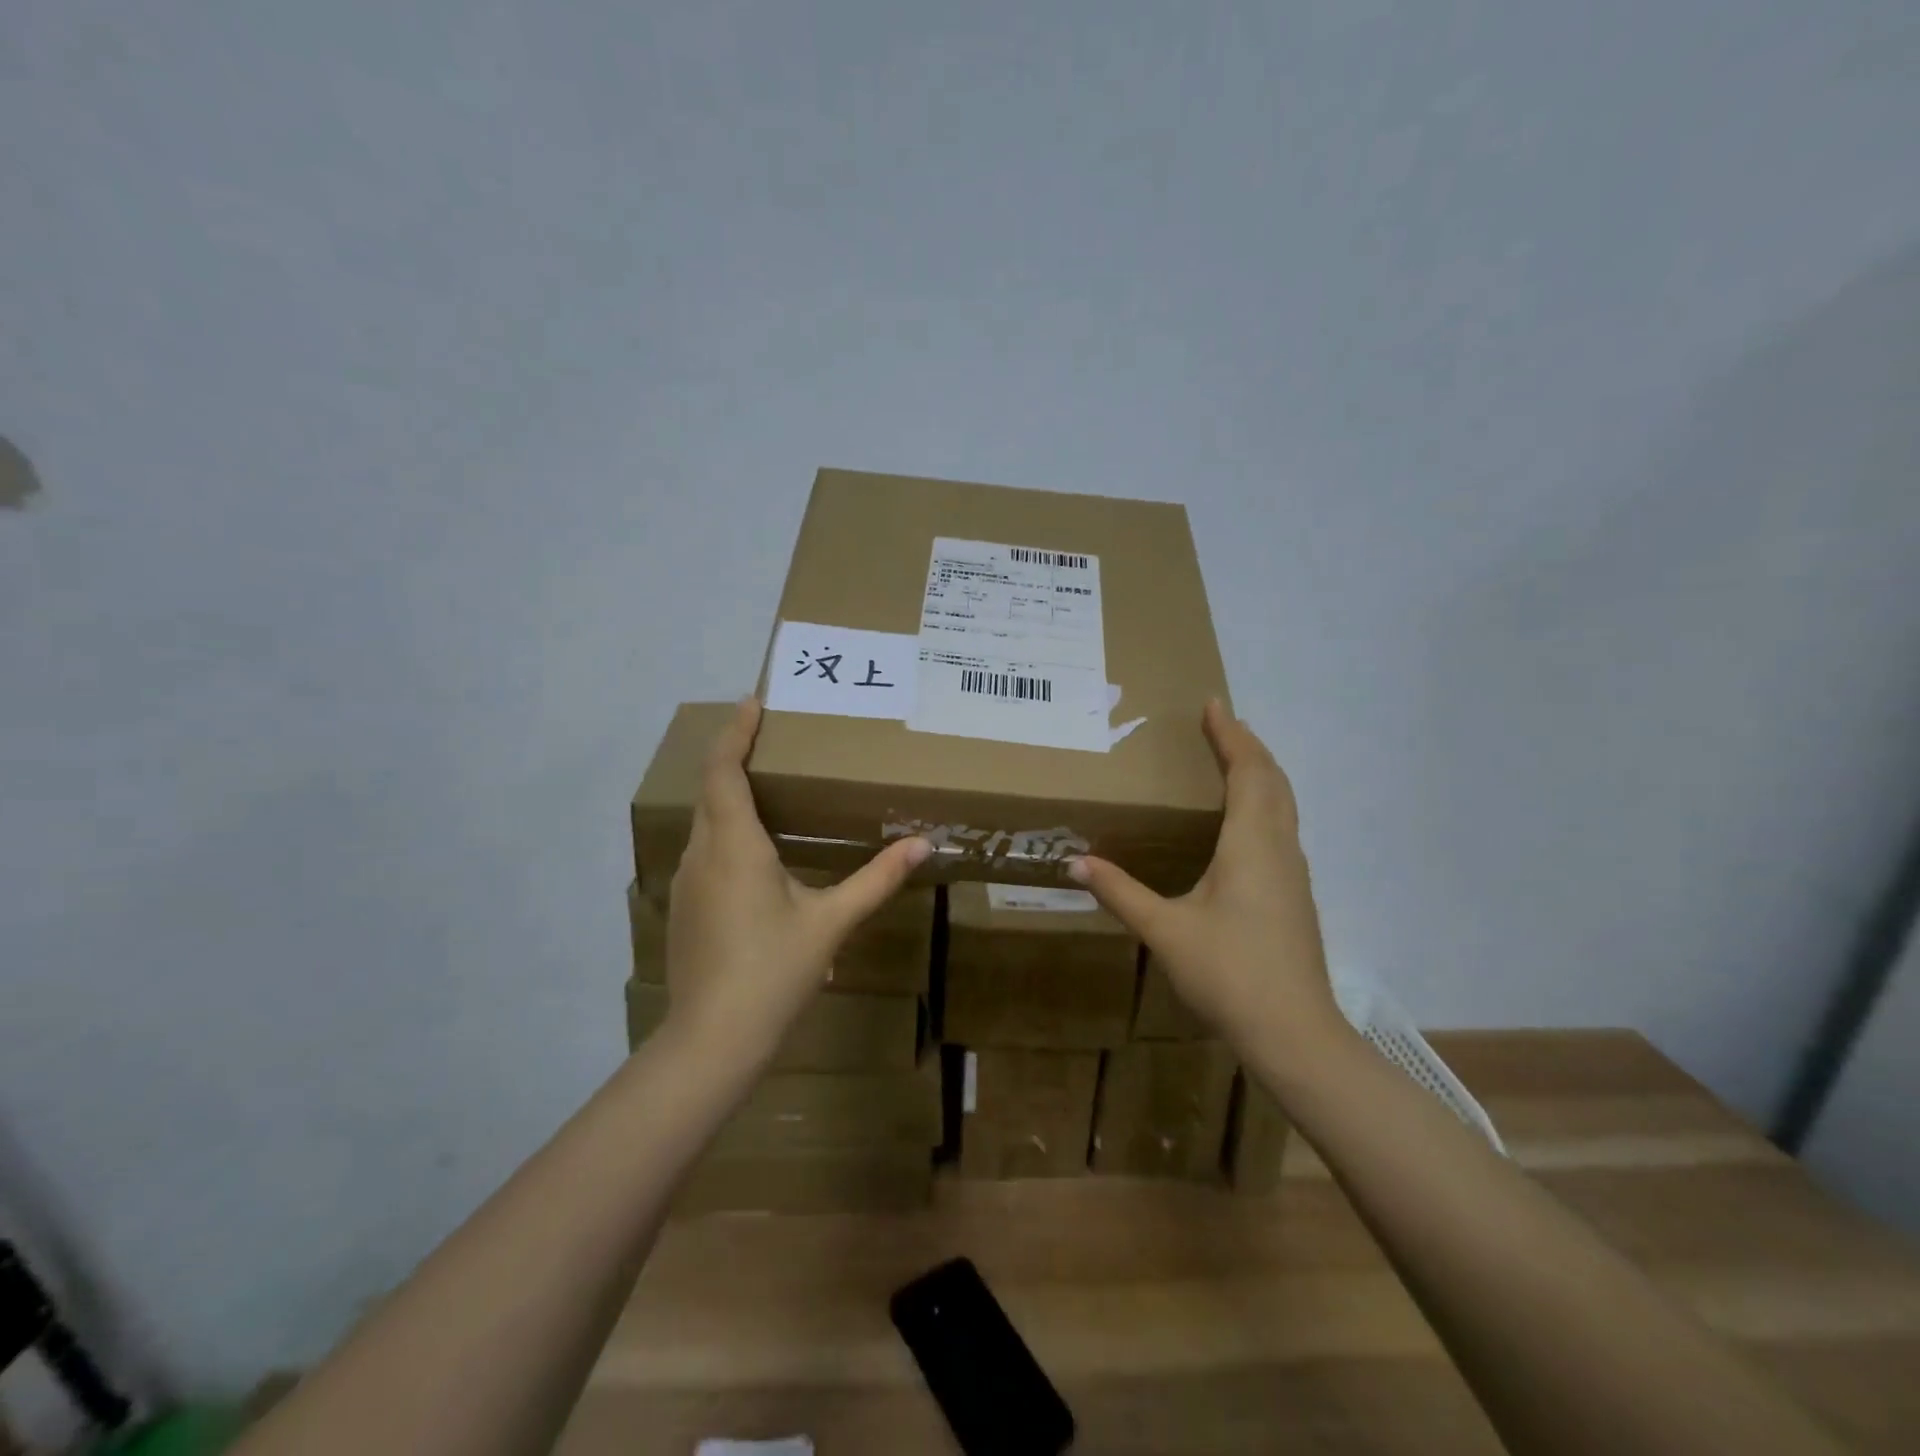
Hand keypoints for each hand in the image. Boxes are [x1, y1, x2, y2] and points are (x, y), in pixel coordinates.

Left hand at [665, 698, 931, 1072]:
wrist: (713, 1040)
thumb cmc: (774, 972)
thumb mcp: (831, 922)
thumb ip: (876, 879)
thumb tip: (921, 844)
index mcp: (735, 845)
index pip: (725, 770)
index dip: (736, 732)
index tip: (753, 702)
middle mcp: (703, 853)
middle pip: (711, 788)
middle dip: (734, 756)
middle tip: (769, 737)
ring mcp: (687, 880)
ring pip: (705, 819)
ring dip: (728, 793)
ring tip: (767, 785)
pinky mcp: (686, 905)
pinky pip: (705, 848)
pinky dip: (726, 828)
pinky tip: (756, 850)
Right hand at [1069, 700, 1343, 1060]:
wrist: (1295, 1033)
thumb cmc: (1229, 973)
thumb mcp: (1165, 931)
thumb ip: (1120, 893)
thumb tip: (1076, 863)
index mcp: (1251, 844)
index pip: (1247, 772)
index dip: (1231, 735)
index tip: (1213, 704)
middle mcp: (1279, 848)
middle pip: (1273, 781)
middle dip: (1248, 747)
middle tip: (1220, 724)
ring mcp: (1293, 874)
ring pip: (1283, 805)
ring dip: (1261, 774)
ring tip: (1232, 761)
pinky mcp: (1294, 896)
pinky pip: (1281, 829)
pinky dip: (1264, 804)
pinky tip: (1243, 824)